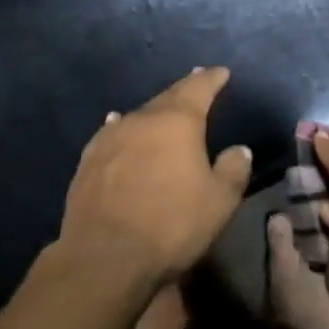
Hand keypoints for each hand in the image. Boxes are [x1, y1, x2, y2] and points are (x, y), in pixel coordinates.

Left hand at [58, 67, 250, 285]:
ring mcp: (110, 137)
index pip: (198, 88)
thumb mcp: (218, 202)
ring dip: (154, 112)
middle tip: (196, 82)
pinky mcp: (89, 160)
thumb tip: (239, 150)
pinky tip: (118, 125)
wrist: (104, 256)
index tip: (221, 72)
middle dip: (184, 90)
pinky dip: (123, 128)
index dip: (211, 79)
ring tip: (163, 109)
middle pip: (167, 97)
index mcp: (178, 121)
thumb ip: (232, 170)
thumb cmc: (170, 224)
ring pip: (138, 115)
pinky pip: (112, 133)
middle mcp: (142, 119)